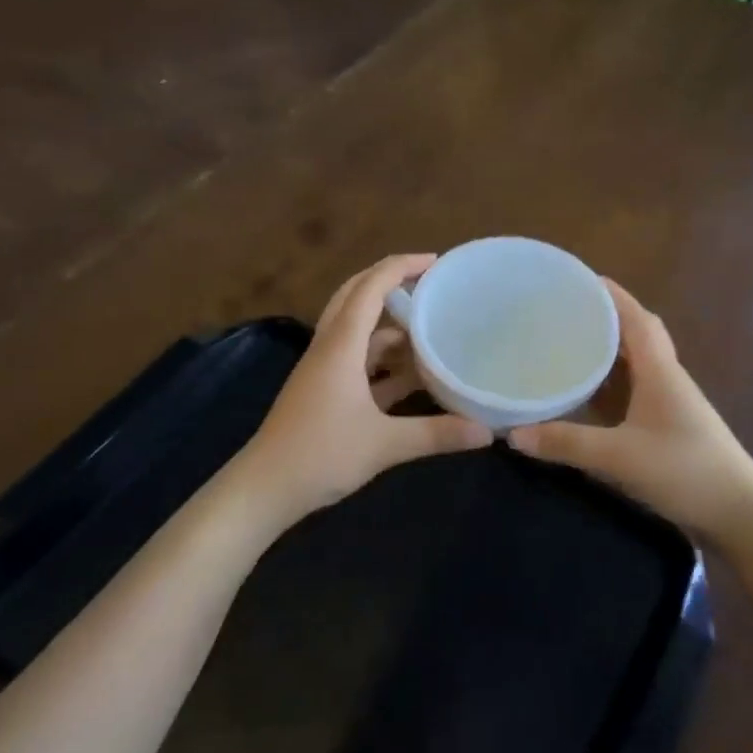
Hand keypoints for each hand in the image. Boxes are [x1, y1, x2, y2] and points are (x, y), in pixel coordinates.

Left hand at [235, 254, 491, 527]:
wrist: (264, 489)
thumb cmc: (320, 455)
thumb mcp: (385, 445)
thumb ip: (437, 435)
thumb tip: (487, 433)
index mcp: (340, 346)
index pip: (370, 288)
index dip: (401, 267)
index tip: (436, 262)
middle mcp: (330, 348)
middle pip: (357, 298)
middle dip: (391, 284)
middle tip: (430, 285)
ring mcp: (324, 371)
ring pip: (359, 333)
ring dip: (391, 327)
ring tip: (431, 329)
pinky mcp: (324, 393)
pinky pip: (359, 363)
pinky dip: (385, 362)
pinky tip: (414, 376)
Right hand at [509, 280, 752, 539]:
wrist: (739, 514)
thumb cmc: (686, 471)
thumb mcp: (620, 456)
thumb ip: (567, 444)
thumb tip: (513, 434)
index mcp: (660, 371)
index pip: (636, 318)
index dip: (609, 294)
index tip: (577, 278)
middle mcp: (666, 378)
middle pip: (636, 334)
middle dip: (603, 318)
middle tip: (563, 313)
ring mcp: (669, 403)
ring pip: (635, 364)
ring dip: (606, 351)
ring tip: (567, 345)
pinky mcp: (667, 426)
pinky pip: (633, 391)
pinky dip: (609, 384)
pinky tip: (586, 395)